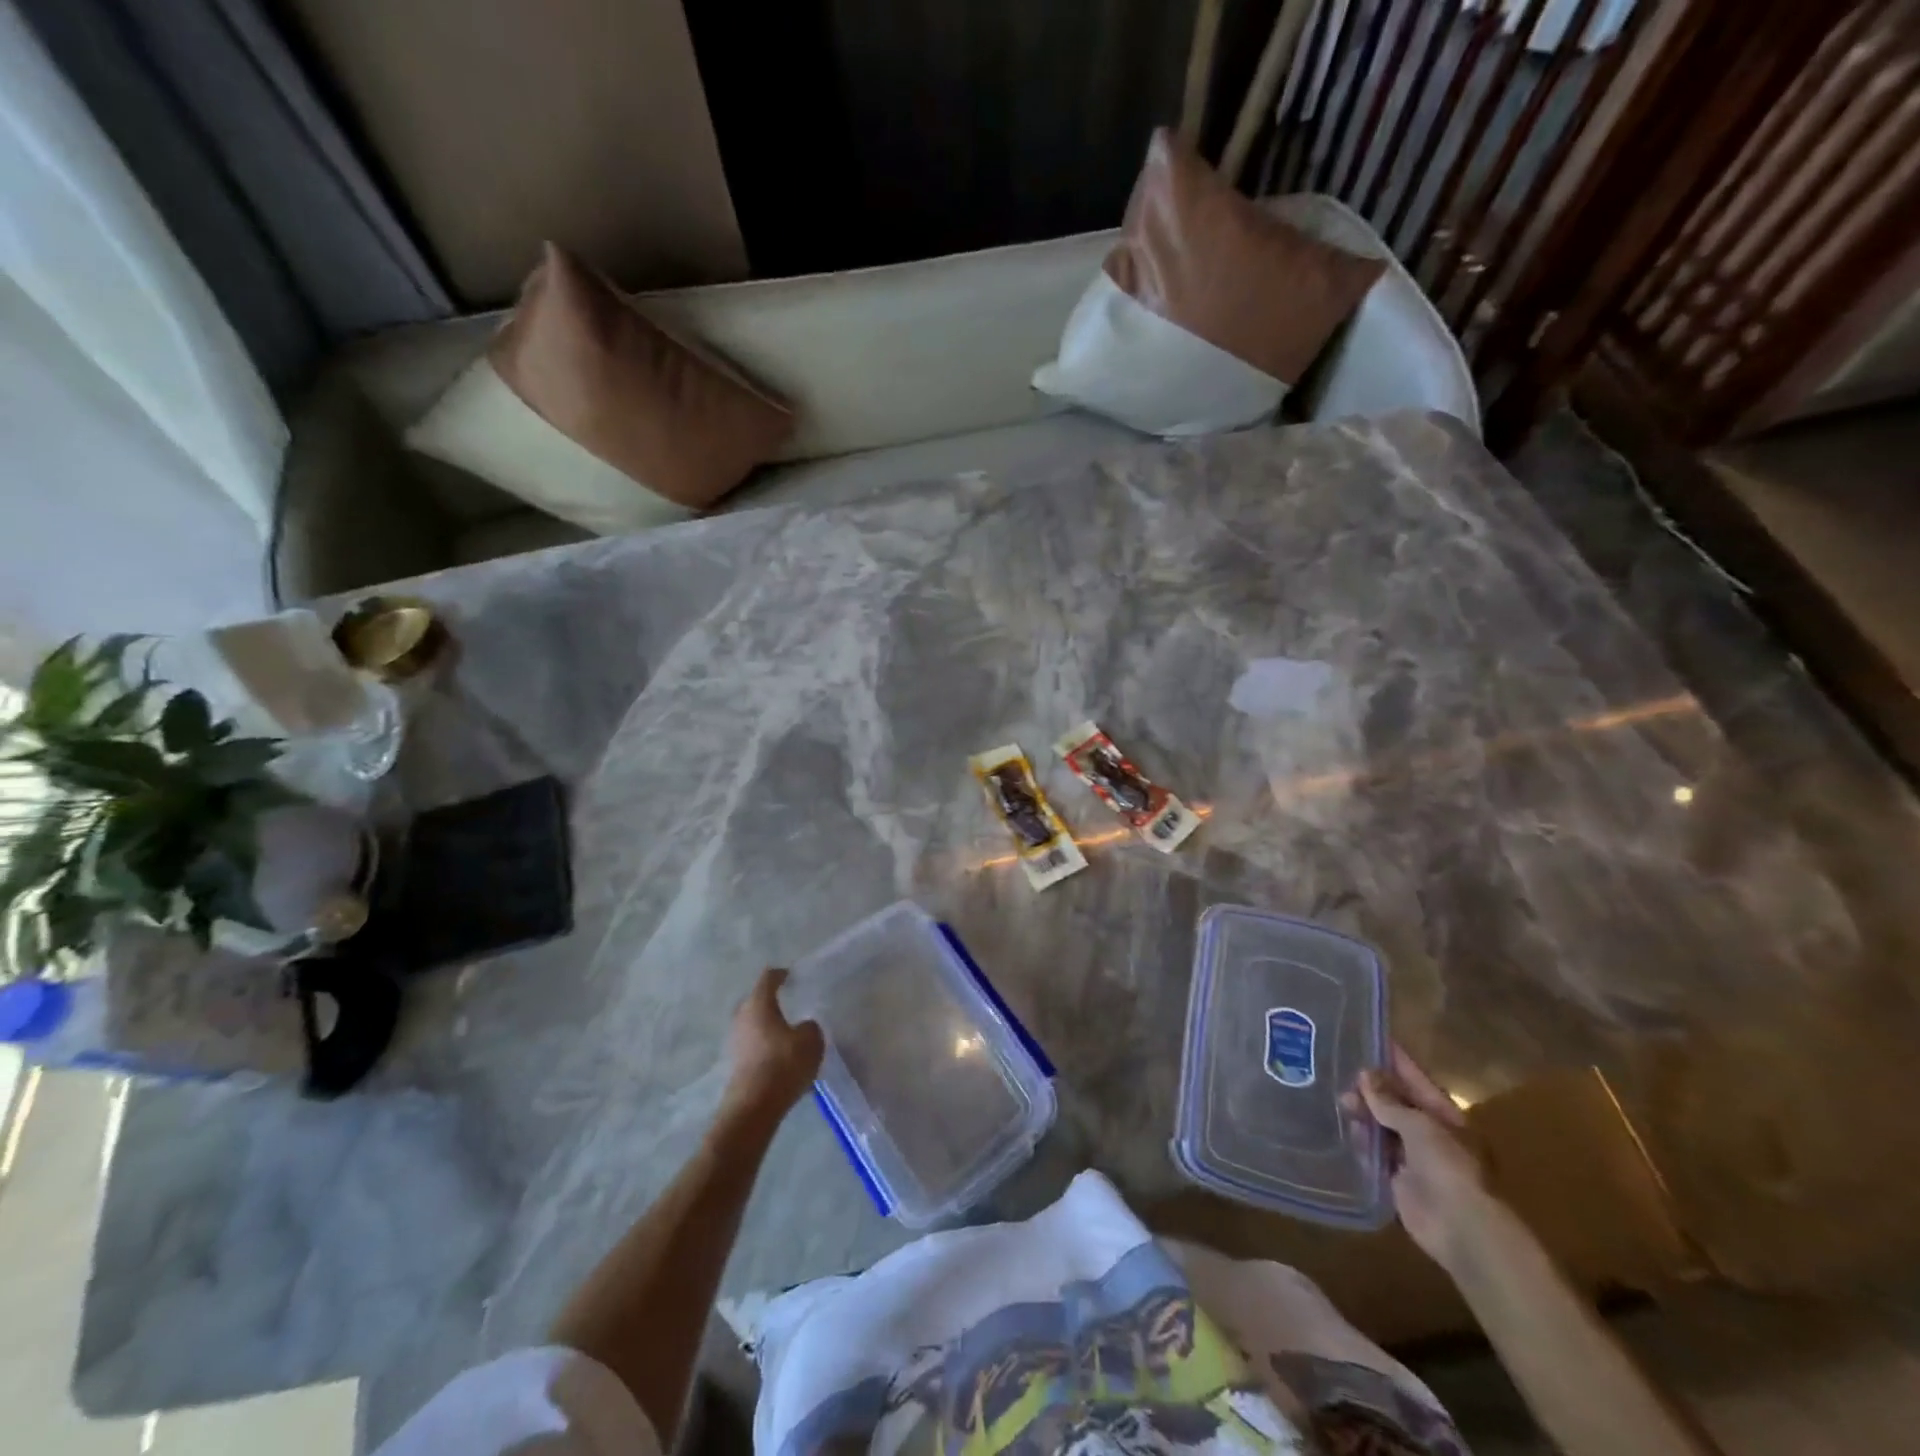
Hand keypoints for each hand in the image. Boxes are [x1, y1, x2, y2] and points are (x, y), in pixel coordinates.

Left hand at [724, 968, 823, 1116]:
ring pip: (753, 1024)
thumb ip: (810, 1027)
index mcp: (759, 1004)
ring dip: (767, 1024)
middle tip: (787, 1001)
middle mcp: (742, 1018)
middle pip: (755, 1001)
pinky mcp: (736, 1064)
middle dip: (769, 1000)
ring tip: (786, 1029)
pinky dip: (765, 1044)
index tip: (790, 974)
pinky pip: (753, 1045)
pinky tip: (780, 1054)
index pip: (768, 979)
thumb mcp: (811, 1041)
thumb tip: (803, 1027)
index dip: (780, 974)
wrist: (754, 1107)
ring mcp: (736, 1042)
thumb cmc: (783, 1064)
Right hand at [1351, 1044, 1493, 1267]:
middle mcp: (1430, 1134)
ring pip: (1383, 1127)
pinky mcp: (1399, 1180)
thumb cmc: (1448, 1166)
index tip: (1371, 1038)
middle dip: (1372, 1090)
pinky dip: (1362, 1142)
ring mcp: (1415, 1158)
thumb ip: (1389, 1101)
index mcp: (1445, 1116)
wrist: (1460, 1226)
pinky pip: (1376, 1153)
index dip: (1395, 1060)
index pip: (1416, 1079)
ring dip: (1364, 1115)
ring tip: (1344, 1105)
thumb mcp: (1419, 1124)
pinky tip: (1348, 1131)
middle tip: (1346, 1079)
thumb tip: (1365, 1075)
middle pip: (1396, 1103)